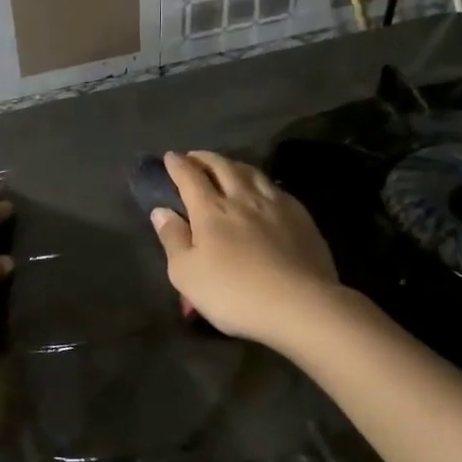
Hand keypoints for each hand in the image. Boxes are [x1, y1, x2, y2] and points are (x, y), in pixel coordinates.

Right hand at [149, 152, 338, 348]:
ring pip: (251, 172)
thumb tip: (161, 210)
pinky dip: (260, 181)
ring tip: (226, 165)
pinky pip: (275, 187)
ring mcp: (274, 204)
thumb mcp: (186, 274)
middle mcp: (242, 198)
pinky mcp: (301, 216)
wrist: (300, 305)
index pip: (189, 176)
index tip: (169, 157)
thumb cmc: (234, 293)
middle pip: (221, 167)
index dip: (177, 164)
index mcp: (210, 210)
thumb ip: (172, 238)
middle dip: (204, 158)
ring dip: (233, 164)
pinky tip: (262, 188)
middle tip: (194, 157)